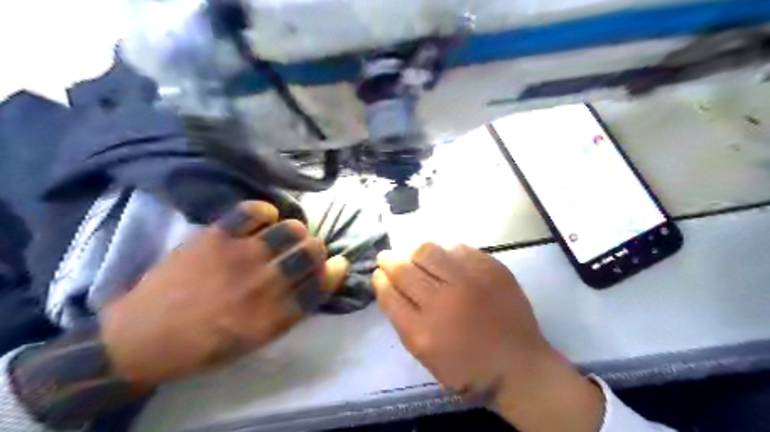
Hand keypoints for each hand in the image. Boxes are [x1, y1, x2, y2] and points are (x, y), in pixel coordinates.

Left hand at [98, 202, 348, 386]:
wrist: (143, 337)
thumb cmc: (205, 345)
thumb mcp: (257, 340)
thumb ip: (292, 310)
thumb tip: (320, 278)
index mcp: (275, 314)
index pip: (321, 284)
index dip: (335, 271)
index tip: (337, 263)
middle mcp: (264, 284)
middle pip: (311, 252)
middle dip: (316, 250)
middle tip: (305, 252)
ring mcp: (240, 256)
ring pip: (290, 229)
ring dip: (296, 231)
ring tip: (286, 235)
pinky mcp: (216, 236)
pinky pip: (253, 211)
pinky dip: (265, 211)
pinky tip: (264, 219)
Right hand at [377, 245, 604, 429]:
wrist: (519, 365)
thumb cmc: (468, 367)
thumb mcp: (426, 355)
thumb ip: (404, 319)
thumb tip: (391, 285)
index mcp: (422, 332)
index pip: (389, 294)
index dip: (380, 279)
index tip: (379, 273)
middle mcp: (442, 302)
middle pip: (404, 268)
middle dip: (390, 259)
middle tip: (387, 256)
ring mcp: (468, 281)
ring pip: (427, 250)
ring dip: (414, 251)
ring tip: (414, 255)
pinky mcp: (490, 269)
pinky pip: (458, 248)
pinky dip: (445, 251)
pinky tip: (445, 258)